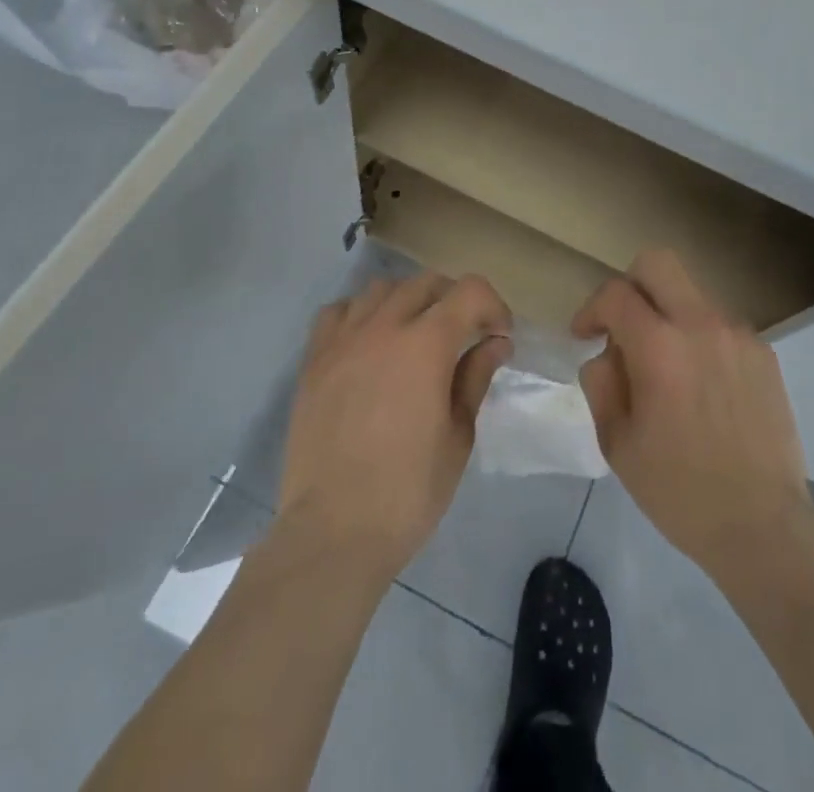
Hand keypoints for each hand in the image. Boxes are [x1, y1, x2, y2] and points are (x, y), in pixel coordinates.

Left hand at [278, 272, 512, 580]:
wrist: (333, 531)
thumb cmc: (408, 491)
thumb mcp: (458, 436)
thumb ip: (475, 378)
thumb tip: (495, 343)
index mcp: (426, 344)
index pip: (469, 291)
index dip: (493, 306)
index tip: (499, 336)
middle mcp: (383, 327)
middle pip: (426, 282)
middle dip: (454, 300)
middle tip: (464, 335)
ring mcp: (343, 340)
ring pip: (381, 289)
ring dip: (408, 301)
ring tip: (414, 334)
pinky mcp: (314, 360)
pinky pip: (338, 311)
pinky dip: (360, 314)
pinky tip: (369, 342)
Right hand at [574, 250, 813, 576]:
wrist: (764, 526)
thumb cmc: (679, 490)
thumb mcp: (617, 441)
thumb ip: (601, 381)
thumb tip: (608, 352)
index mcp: (659, 347)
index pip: (615, 292)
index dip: (591, 308)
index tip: (584, 335)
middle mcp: (701, 325)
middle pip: (657, 263)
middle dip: (630, 285)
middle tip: (623, 326)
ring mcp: (738, 335)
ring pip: (691, 293)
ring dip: (667, 314)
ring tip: (667, 368)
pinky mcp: (763, 352)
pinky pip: (719, 324)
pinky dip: (699, 338)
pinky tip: (702, 386)